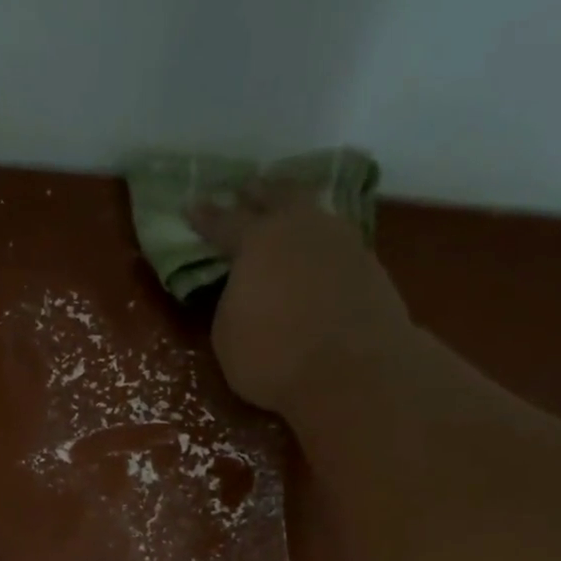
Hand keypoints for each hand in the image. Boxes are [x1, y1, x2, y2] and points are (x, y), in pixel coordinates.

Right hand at [189, 187, 417, 420]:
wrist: (354, 372)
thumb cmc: (275, 357)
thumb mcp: (228, 337)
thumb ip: (231, 302)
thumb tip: (244, 291)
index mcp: (257, 241)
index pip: (224, 222)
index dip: (205, 216)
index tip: (191, 205)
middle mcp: (301, 228)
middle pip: (278, 197)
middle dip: (259, 193)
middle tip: (248, 189)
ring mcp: (341, 242)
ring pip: (313, 214)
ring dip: (296, 212)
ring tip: (287, 217)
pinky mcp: (369, 266)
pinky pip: (336, 243)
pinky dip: (320, 245)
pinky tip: (316, 256)